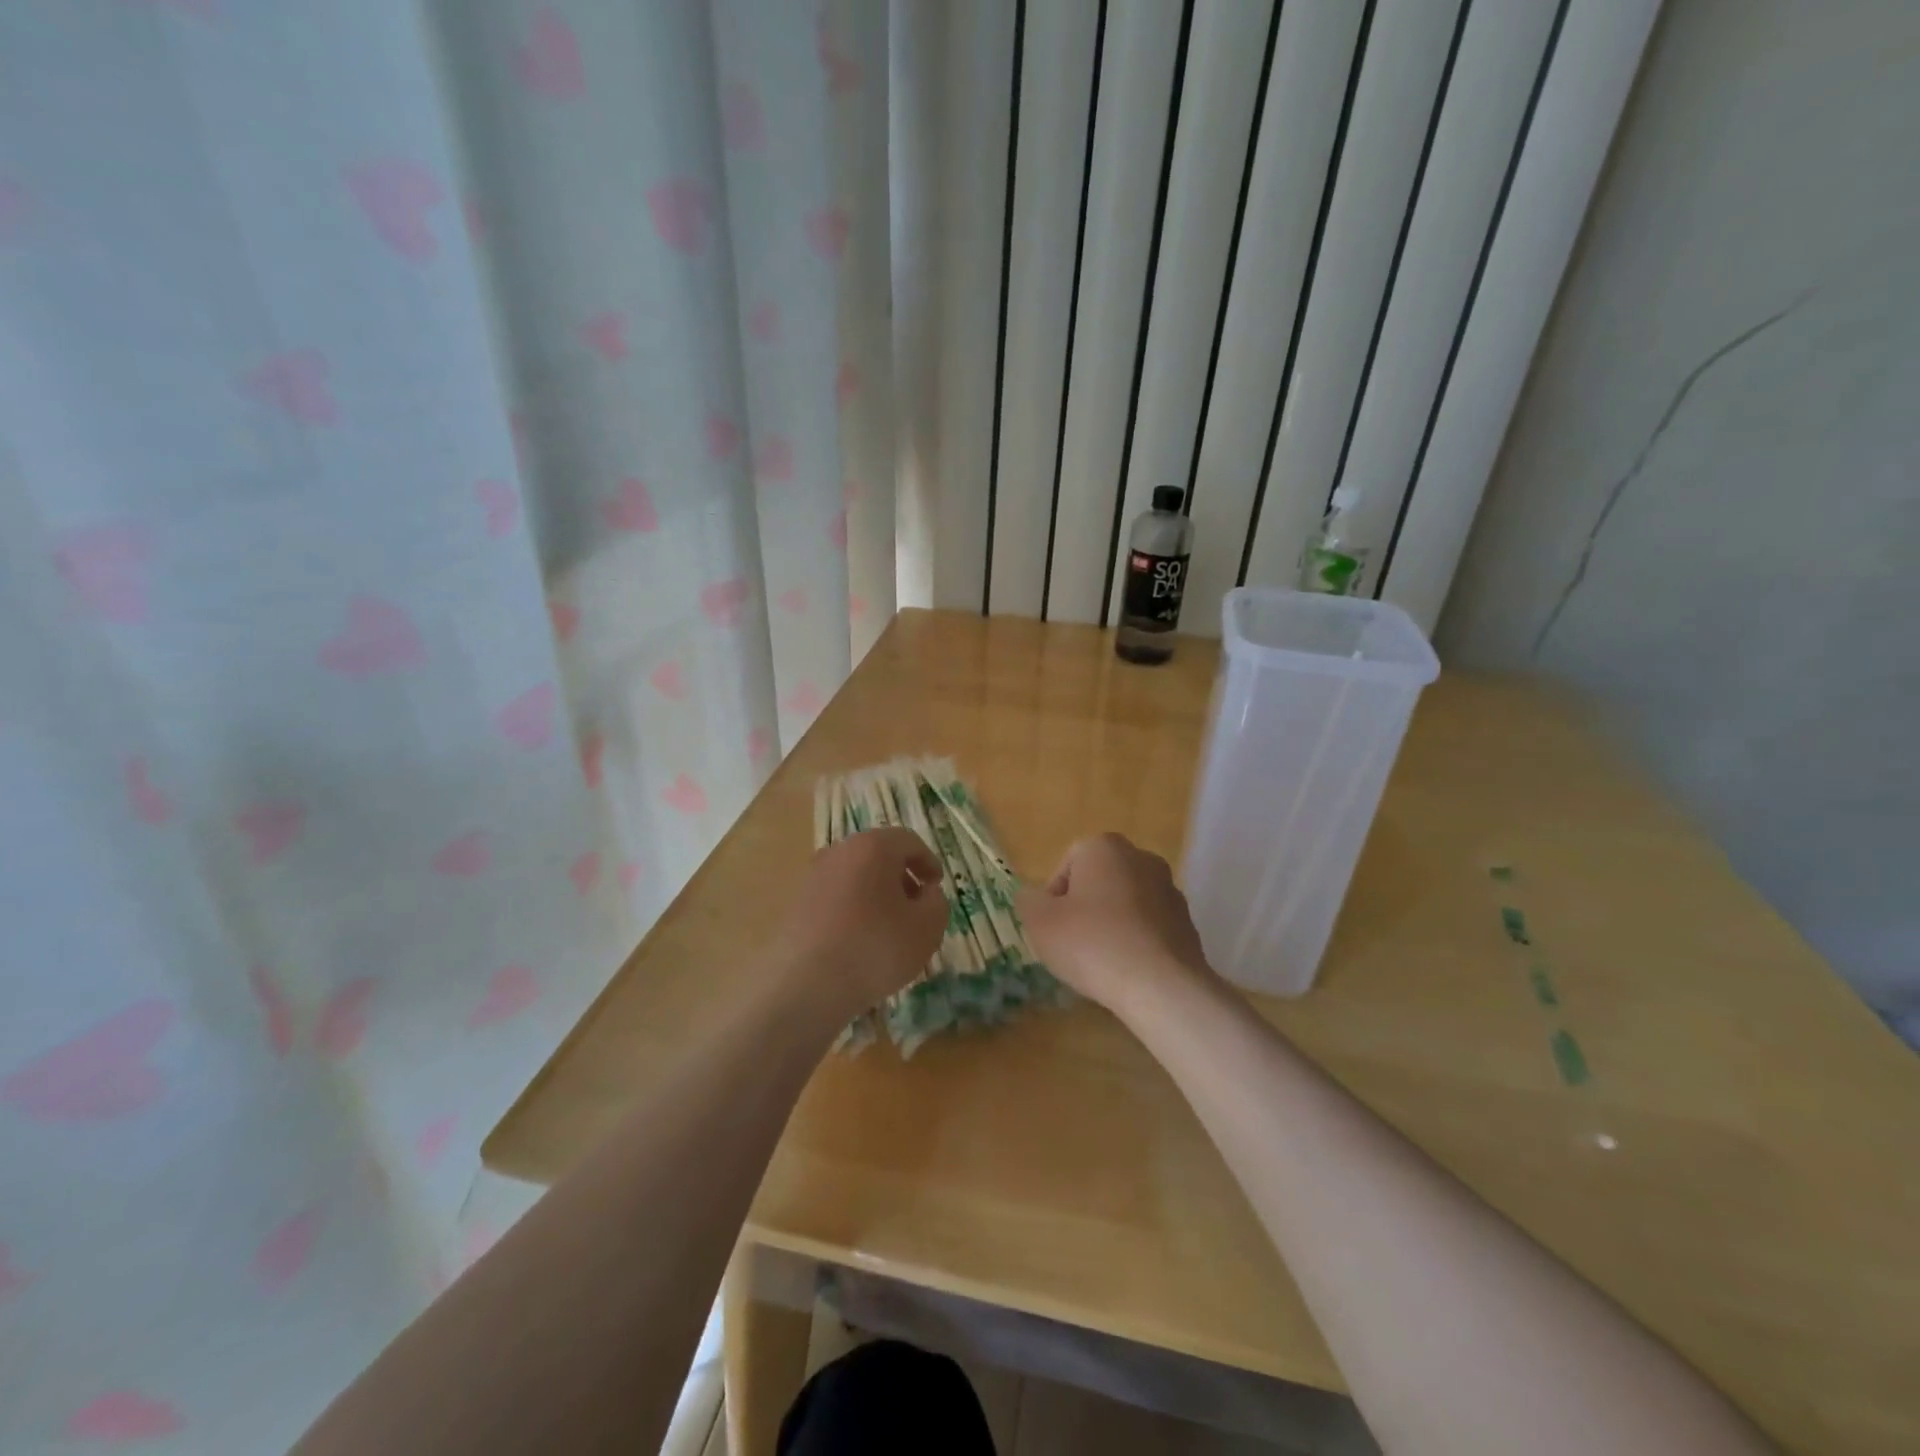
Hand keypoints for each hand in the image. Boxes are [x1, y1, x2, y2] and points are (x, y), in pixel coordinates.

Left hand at [780, 827, 946, 1018]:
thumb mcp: (927, 928)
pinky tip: (859, 942)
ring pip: (855, 876)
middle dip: (901, 878)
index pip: (908, 841)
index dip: (928, 862)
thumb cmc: (875, 948)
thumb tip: (926, 893)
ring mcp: (813, 877)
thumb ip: (937, 903)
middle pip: (878, 855)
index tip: (936, 887)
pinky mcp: (796, 904)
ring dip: (876, 894)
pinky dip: (852, 910)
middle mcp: (839, 852)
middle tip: (916, 907)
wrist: (805, 985)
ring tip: (888, 929)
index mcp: (873, 846)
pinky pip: (835, 897)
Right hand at [1017, 833, 1213, 1017]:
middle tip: (1071, 943)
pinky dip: (1135, 942)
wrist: (1160, 986)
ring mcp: (1170, 890)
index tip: (1051, 927)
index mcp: (1104, 847)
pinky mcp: (1187, 922)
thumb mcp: (1040, 922)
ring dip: (1111, 924)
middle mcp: (1141, 858)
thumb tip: (1033, 897)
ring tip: (1100, 961)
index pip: (1067, 865)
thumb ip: (1028, 901)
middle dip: (1084, 907)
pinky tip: (1127, 970)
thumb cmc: (1092, 943)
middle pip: (1098, 881)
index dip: (1053, 898)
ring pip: (1125, 903)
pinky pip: (1149, 927)